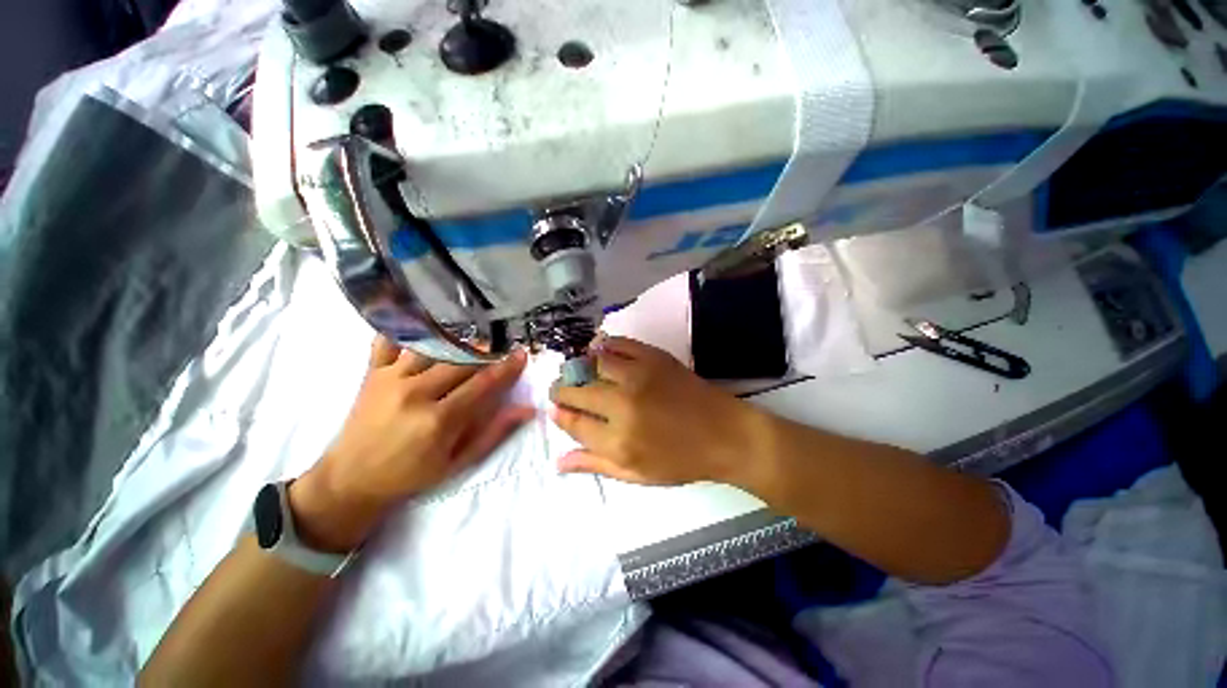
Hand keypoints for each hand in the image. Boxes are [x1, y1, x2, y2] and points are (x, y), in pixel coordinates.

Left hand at [290, 336, 533, 550]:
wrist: (351, 479)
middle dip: (487, 353)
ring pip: (433, 347)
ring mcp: (391, 378)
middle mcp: (415, 392)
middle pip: (461, 361)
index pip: (483, 383)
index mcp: (439, 419)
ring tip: (473, 341)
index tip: (521, 355)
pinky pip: (389, 340)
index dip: (506, 367)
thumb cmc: (411, 474)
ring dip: (457, 341)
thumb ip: (494, 432)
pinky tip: (424, 324)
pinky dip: (407, 329)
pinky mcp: (372, 373)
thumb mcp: (459, 462)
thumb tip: (527, 409)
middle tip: (501, 349)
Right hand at [550, 337, 769, 486]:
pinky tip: (599, 351)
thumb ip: (595, 465)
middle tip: (563, 389)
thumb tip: (557, 461)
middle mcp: (623, 405)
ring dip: (580, 366)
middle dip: (562, 389)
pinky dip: (604, 345)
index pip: (573, 422)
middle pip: (577, 390)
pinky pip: (619, 343)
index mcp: (618, 441)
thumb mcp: (637, 474)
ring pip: (593, 363)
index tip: (556, 408)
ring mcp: (639, 376)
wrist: (726, 434)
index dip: (559, 413)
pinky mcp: (654, 357)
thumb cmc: (682, 460)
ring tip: (580, 370)